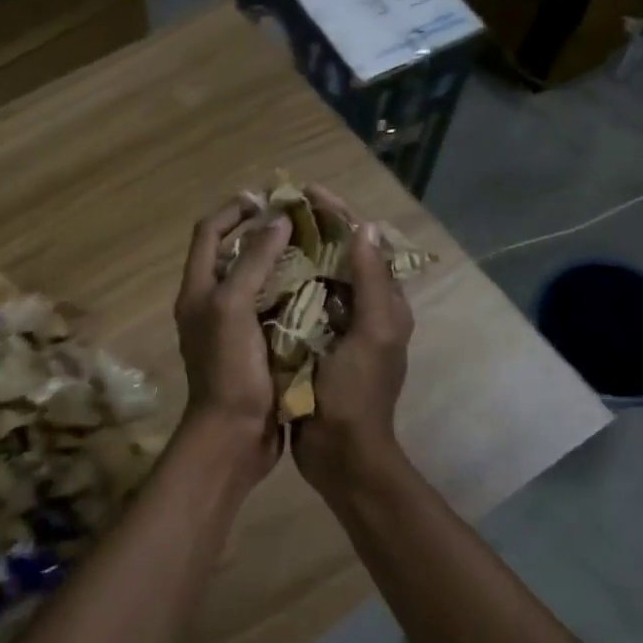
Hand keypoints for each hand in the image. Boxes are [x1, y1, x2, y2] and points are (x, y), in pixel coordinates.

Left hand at [174, 199, 291, 489]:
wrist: (234, 435)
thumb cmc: (228, 369)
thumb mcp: (233, 308)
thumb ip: (252, 261)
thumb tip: (276, 220)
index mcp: (198, 290)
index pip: (208, 233)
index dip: (234, 210)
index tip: (268, 197)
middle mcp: (213, 304)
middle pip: (233, 254)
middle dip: (262, 233)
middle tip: (301, 221)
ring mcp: (235, 327)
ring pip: (257, 281)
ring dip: (282, 263)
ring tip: (316, 248)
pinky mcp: (258, 347)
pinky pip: (275, 309)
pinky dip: (293, 294)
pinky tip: (322, 288)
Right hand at [292, 188, 413, 499]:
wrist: (341, 452)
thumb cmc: (357, 393)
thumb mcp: (373, 333)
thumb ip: (372, 281)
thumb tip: (365, 227)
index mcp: (383, 304)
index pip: (365, 244)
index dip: (338, 213)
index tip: (305, 190)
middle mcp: (364, 310)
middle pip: (341, 257)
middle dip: (314, 228)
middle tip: (278, 208)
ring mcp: (338, 330)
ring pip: (318, 279)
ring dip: (296, 255)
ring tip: (264, 233)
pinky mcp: (314, 347)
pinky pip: (300, 306)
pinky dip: (284, 288)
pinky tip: (258, 276)